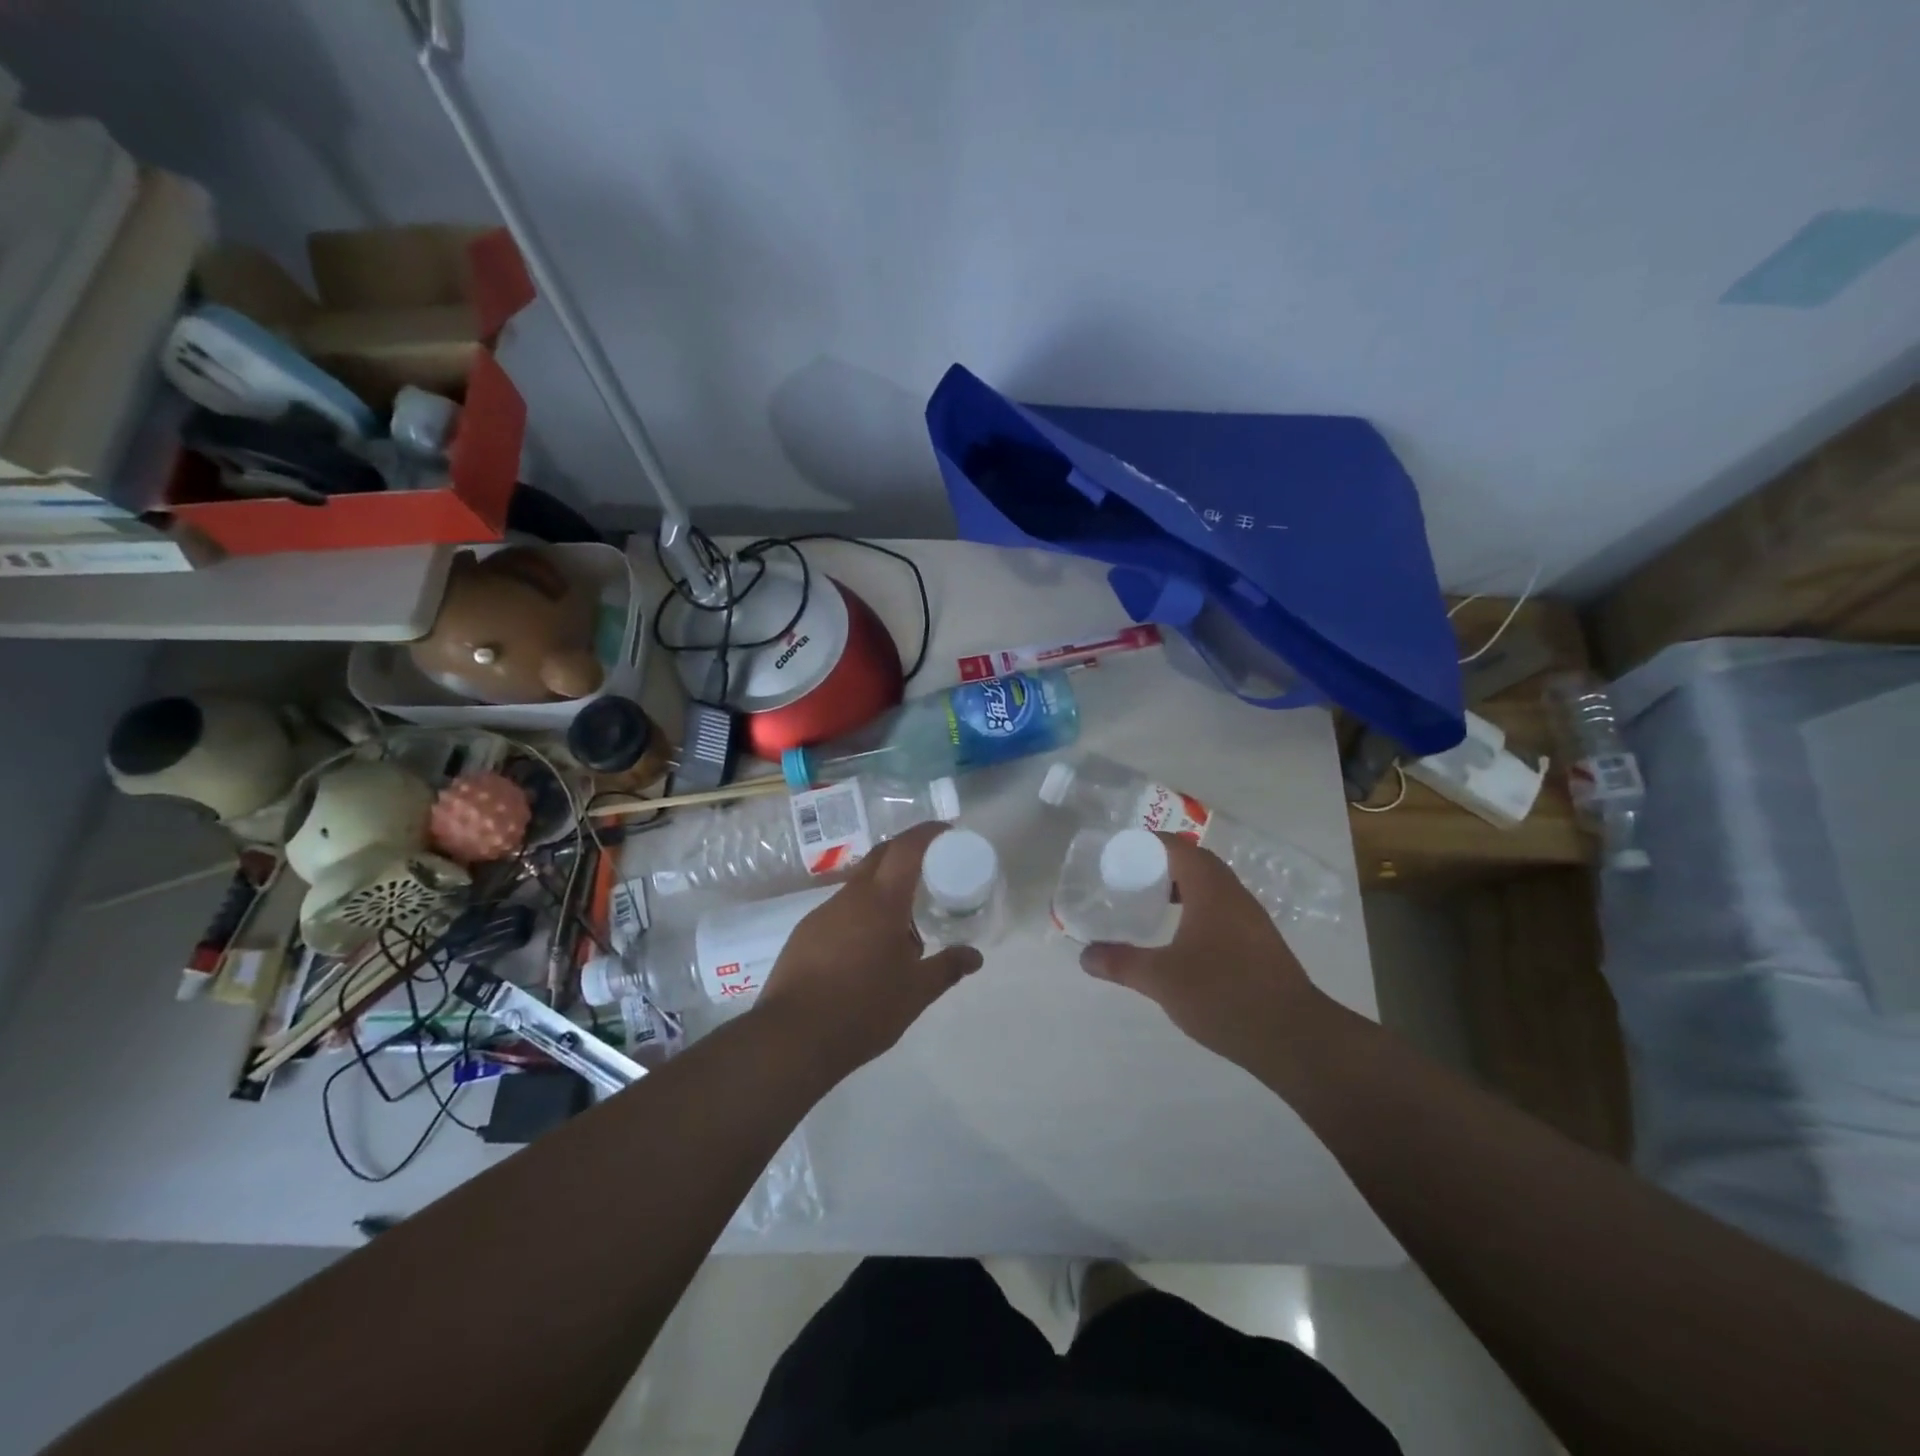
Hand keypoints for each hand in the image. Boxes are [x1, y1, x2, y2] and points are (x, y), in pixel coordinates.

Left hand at [754, 821, 982, 1076]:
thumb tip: (975, 956)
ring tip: (904, 917)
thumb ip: (947, 968)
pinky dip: (862, 912)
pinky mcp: (804, 934)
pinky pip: (841, 909)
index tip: (947, 831)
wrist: (792, 1037)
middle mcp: (850, 897)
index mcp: (882, 901)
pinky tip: (868, 946)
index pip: (906, 848)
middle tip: (931, 865)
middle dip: (905, 851)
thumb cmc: (863, 1009)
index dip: (927, 833)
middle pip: (880, 856)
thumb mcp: (916, 993)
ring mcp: (822, 913)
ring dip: (883, 887)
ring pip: (859, 884)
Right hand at [1080, 834, 1328, 1068]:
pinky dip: (1198, 911)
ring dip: (1182, 889)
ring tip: (1152, 906)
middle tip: (1130, 879)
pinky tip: (1182, 940)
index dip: (1148, 843)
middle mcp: (1234, 895)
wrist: (1293, 1037)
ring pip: (1212, 888)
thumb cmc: (1223, 994)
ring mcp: (1252, 920)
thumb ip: (1121, 963)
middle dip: (1162, 865)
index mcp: (1211, 889)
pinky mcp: (1260, 944)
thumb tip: (1085, 955)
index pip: (1177, 847)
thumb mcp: (1161, 979)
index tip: (1120, 853)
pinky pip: (1222, 910)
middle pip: (1196, 863)